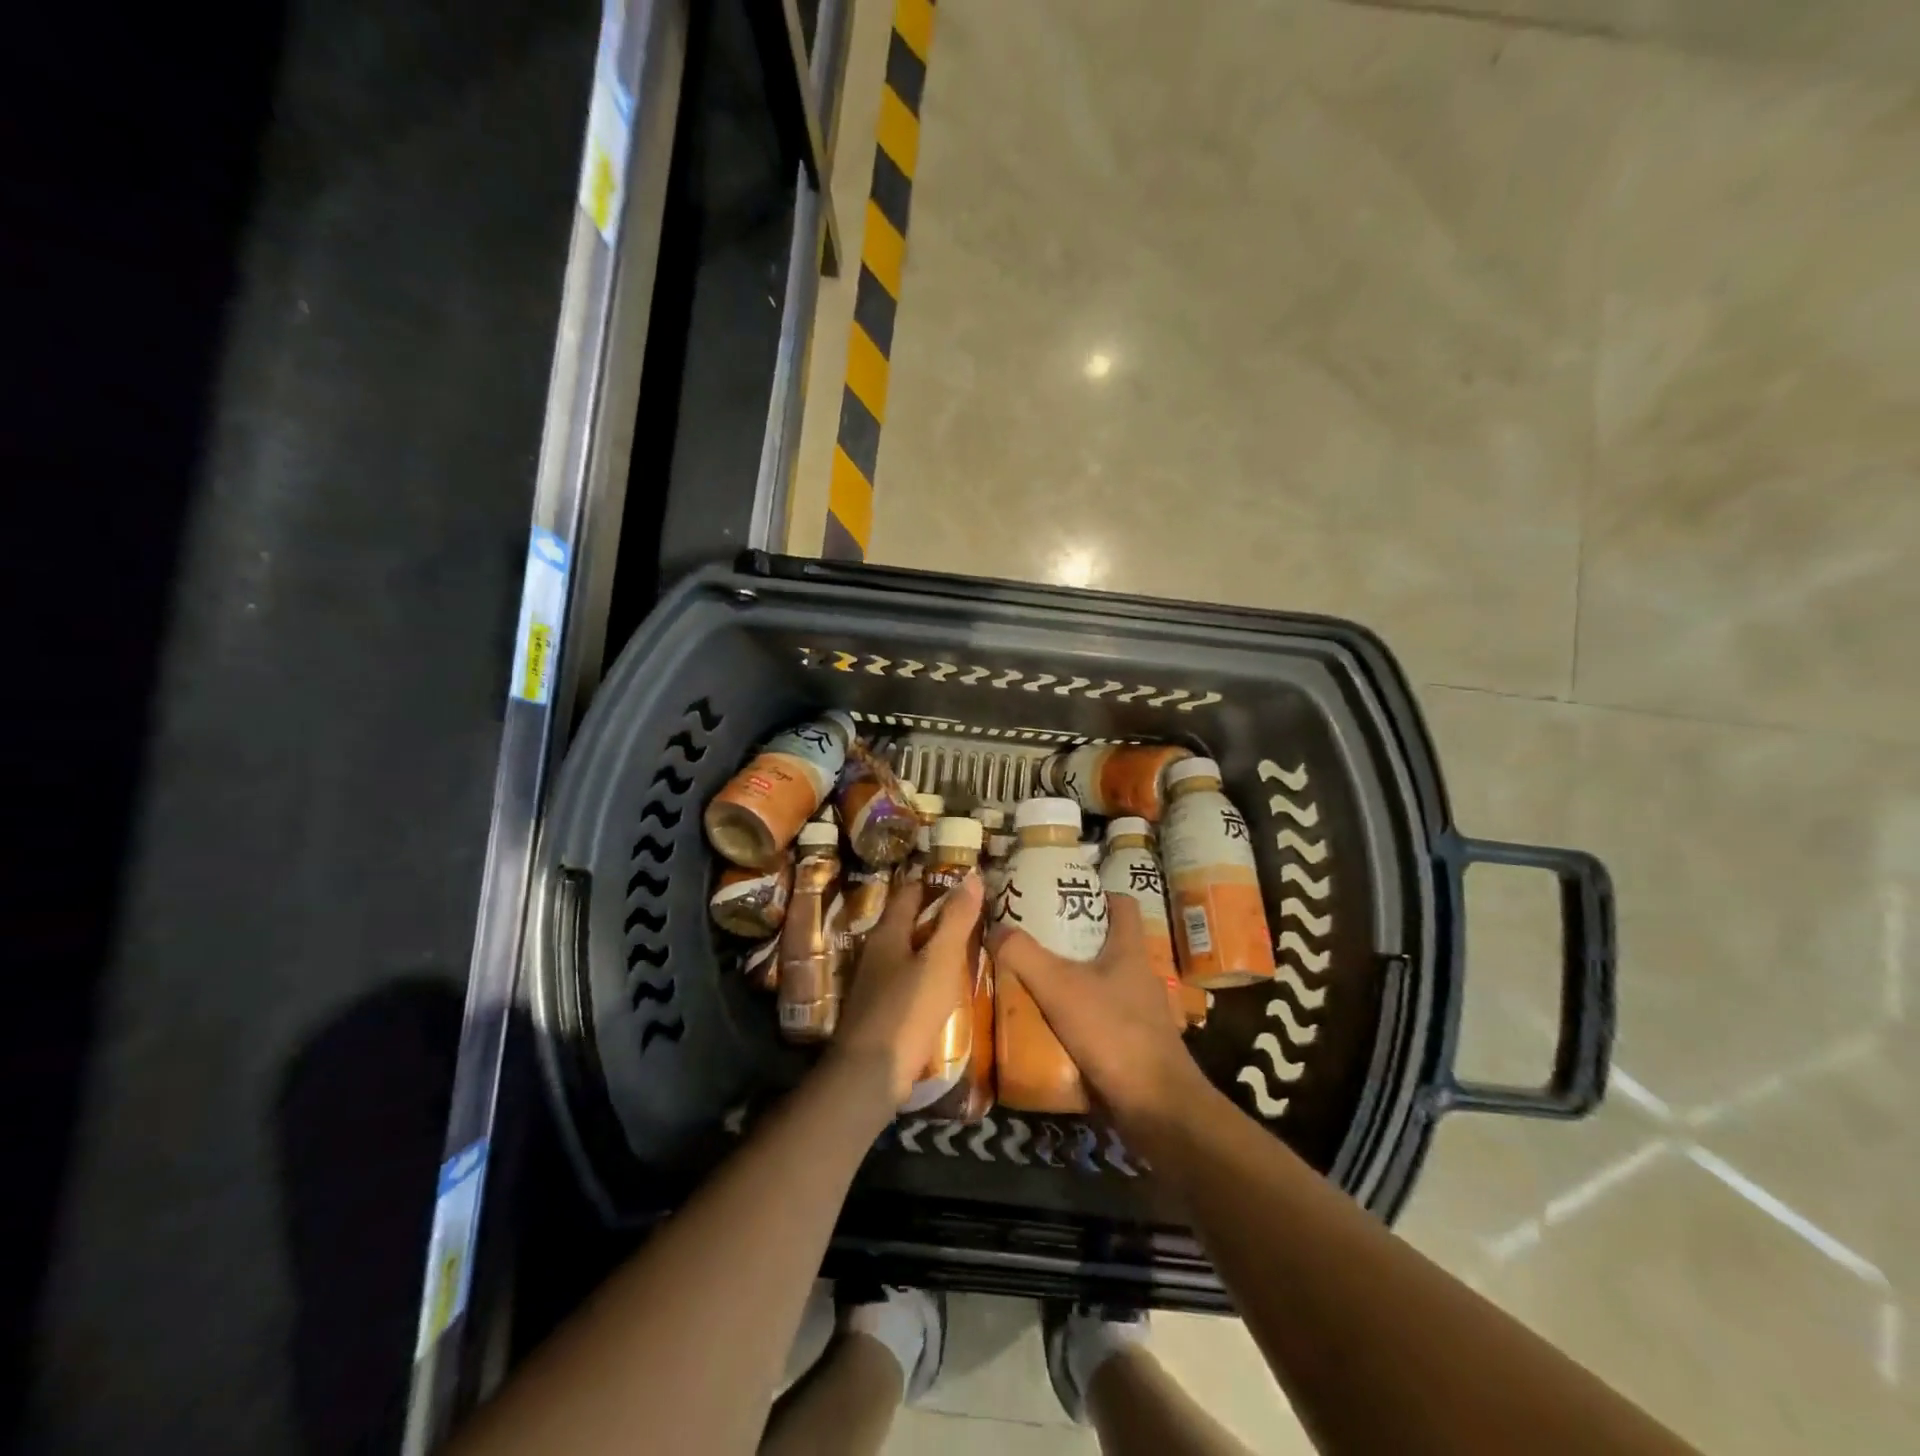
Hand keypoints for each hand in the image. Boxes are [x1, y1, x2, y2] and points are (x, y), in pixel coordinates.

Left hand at [832, 871, 983, 1105]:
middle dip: (938, 916)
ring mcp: (875, 982)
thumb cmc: (908, 1009)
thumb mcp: (940, 960)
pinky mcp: (880, 1009)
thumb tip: (971, 875)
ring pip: (909, 952)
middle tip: (975, 916)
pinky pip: (908, 979)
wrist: (870, 1073)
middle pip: (909, 922)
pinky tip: (946, 987)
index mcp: (888, 931)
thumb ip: (956, 918)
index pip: (911, 892)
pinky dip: (928, 975)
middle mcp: (876, 950)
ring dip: (934, 948)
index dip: (937, 883)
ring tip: (968, 949)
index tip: (967, 884)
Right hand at [986, 896, 1212, 1140]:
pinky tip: (1044, 1026)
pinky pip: (1096, 1020)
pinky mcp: (1130, 1045)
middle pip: (1103, 944)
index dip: (1095, 894)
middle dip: (1068, 941)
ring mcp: (1137, 1012)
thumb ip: (1024, 955)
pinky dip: (1073, 1018)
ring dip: (1067, 982)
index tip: (1059, 897)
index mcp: (1130, 950)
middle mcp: (1137, 976)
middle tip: (1028, 939)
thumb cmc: (1114, 1033)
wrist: (1157, 1109)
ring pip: (1097, 984)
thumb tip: (994, 927)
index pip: (1121, 905)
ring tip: (1028, 981)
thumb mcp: (1060, 988)